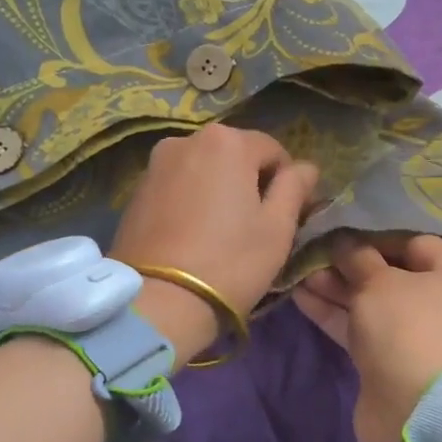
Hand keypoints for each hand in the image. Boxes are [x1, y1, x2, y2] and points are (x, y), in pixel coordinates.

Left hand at [111, 124, 319, 367]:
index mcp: (227, 141)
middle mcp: (186, 140)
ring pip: (203, 170)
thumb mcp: (277, 228)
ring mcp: (155, 164)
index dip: (286, 182)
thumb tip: (305, 168)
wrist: (158, 301)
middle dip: (249, 182)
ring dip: (218, 190)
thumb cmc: (230, 262)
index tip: (286, 216)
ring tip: (222, 232)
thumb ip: (295, 188)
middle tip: (254, 225)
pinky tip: (193, 235)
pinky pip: (177, 186)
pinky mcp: (136, 191)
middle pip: (234, 156)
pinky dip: (191, 201)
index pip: (273, 151)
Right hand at [293, 234, 441, 441]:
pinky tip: (301, 295)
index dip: (377, 235)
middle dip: (350, 264)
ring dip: (336, 287)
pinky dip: (334, 313)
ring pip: (370, 303)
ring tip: (299, 269)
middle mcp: (441, 304)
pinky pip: (358, 328)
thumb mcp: (380, 281)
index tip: (342, 230)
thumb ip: (358, 258)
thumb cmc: (410, 325)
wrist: (417, 407)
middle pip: (390, 275)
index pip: (416, 244)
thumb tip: (344, 242)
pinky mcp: (388, 362)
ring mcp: (414, 336)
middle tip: (313, 250)